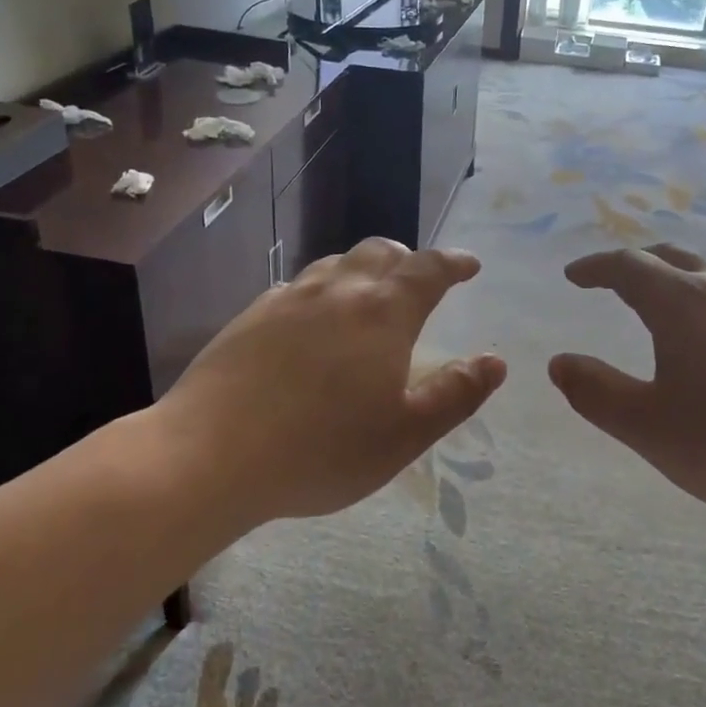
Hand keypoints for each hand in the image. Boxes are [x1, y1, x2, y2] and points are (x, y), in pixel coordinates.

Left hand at [152, 238, 506, 527]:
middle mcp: (338, 291)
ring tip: (368, 296)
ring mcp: (289, 299)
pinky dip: (320, 291)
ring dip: (362, 270)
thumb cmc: (321, 449)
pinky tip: (311, 321)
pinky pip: (297, 287)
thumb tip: (495, 361)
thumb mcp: (405, 434)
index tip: (469, 264)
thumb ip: (456, 393)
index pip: (428, 269)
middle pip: (380, 252)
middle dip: (408, 259)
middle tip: (419, 280)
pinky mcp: (251, 316)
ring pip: (335, 264)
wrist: (209, 454)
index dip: (453, 263)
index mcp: (383, 313)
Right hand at [548, 244, 705, 519]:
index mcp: (680, 303)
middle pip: (670, 259)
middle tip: (611, 283)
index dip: (594, 268)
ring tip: (660, 313)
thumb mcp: (649, 427)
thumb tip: (558, 362)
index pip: (626, 266)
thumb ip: (596, 393)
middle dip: (634, 266)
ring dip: (674, 284)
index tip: (573, 276)